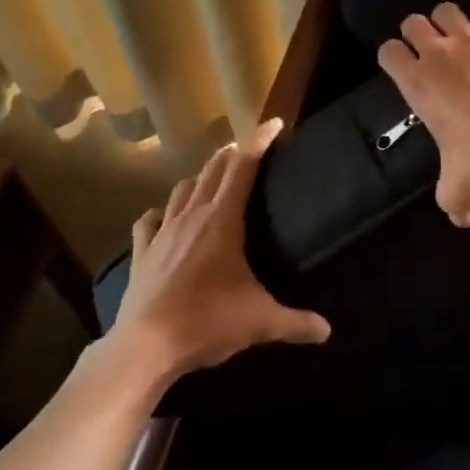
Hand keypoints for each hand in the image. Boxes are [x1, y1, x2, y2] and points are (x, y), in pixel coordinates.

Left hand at [109, 119, 330, 385]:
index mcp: (222, 220)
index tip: (274, 124)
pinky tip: (165, 216)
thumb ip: (296, 322)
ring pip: (182, 188)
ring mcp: (163, 231)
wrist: (145, 346)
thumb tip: (327, 331)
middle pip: (213, 169)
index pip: (243, 166)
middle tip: (249, 148)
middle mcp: (192, 215)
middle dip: (232, 153)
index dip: (259, 140)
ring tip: (213, 178)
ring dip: (200, 177)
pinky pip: (150, 220)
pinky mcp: (142, 251)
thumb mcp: (259, 322)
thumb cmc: (207, 322)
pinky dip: (161, 211)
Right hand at [377, 0, 469, 226]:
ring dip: (448, 18)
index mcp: (417, 83)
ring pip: (448, 10)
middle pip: (414, 24)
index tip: (403, 66)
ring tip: (457, 29)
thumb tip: (468, 219)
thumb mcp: (458, 192)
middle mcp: (438, 53)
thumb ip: (455, 205)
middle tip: (431, 50)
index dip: (394, 56)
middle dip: (418, 34)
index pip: (388, 52)